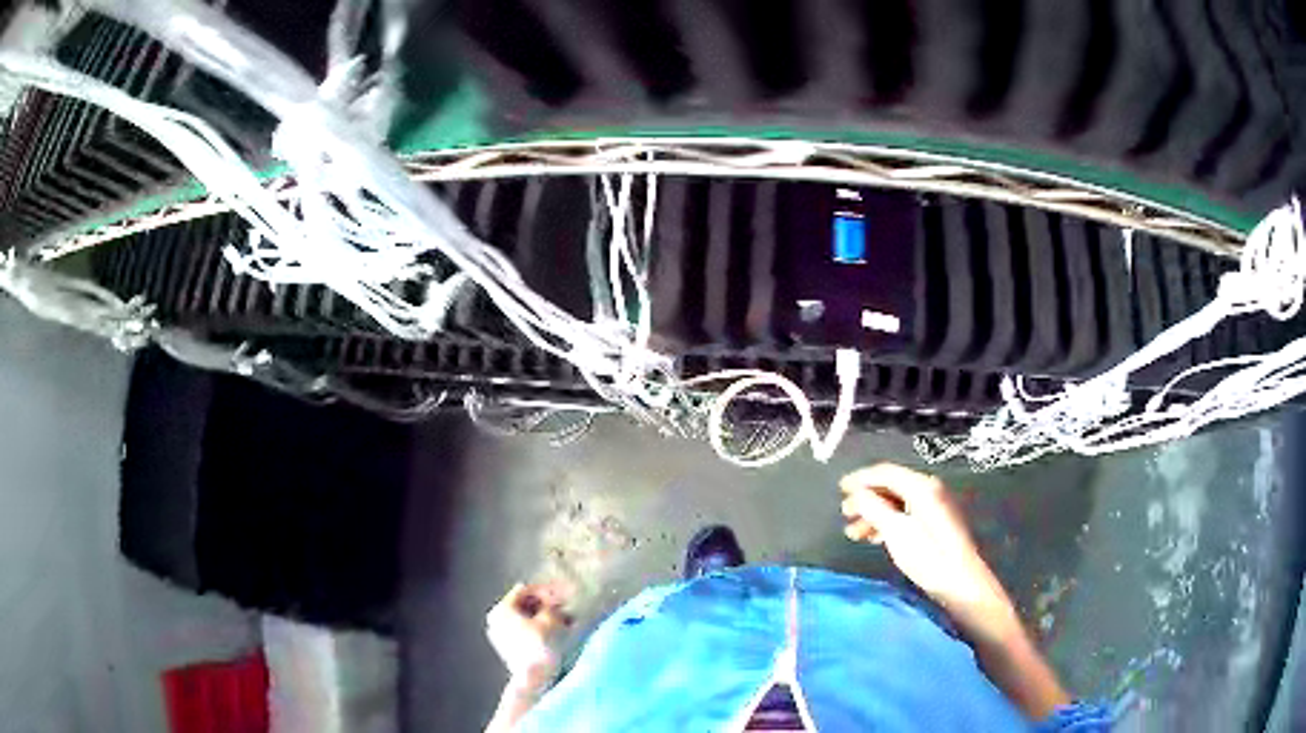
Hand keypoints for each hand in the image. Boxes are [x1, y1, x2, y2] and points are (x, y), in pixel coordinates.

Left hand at [486, 582, 571, 693]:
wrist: (534, 678)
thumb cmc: (541, 646)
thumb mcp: (551, 619)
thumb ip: (551, 604)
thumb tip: (552, 601)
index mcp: (501, 608)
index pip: (525, 591)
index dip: (544, 592)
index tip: (560, 597)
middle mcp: (495, 618)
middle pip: (523, 605)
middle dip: (543, 606)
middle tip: (562, 609)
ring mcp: (498, 634)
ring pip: (523, 618)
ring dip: (541, 618)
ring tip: (561, 622)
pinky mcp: (506, 648)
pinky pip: (522, 631)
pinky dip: (536, 629)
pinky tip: (553, 634)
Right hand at [840, 463, 1016, 638]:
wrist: (961, 582)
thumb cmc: (928, 556)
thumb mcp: (895, 532)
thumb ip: (873, 508)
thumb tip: (857, 494)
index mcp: (922, 486)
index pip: (885, 472)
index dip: (861, 479)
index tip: (839, 488)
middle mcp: (930, 489)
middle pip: (891, 486)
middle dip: (866, 499)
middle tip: (845, 515)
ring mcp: (935, 505)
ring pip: (897, 502)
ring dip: (874, 514)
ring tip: (855, 533)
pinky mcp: (937, 521)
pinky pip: (906, 512)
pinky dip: (888, 521)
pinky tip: (876, 538)